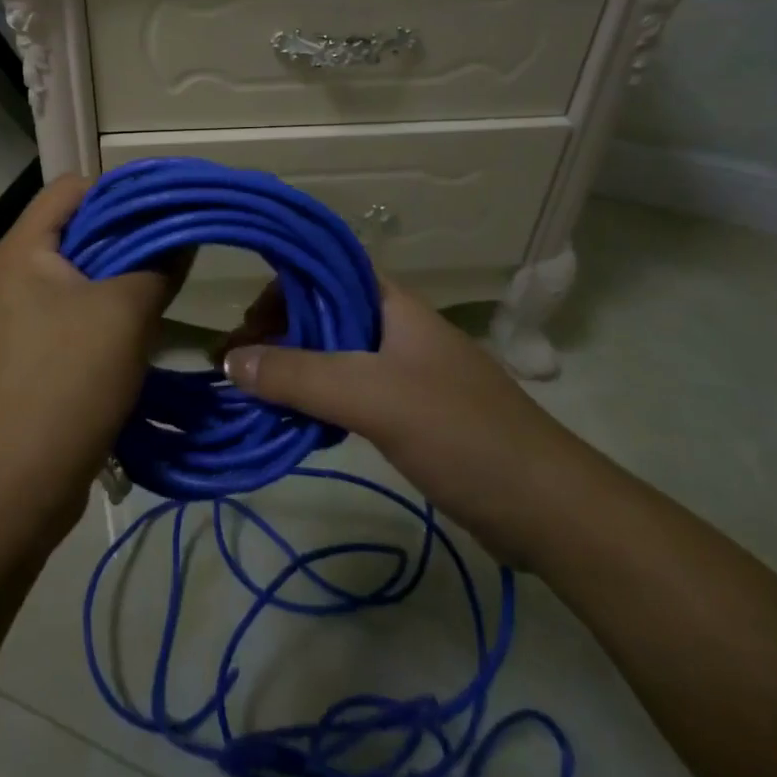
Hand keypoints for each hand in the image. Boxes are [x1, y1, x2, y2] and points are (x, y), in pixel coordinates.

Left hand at [0, 174, 181, 543]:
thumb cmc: (66, 382)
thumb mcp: (124, 315)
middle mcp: (7, 275)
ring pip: (74, 277)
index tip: (167, 211)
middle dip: (126, 238)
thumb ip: (158, 266)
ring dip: (117, 280)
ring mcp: (9, 318)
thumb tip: (182, 238)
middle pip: (73, 231)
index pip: (70, 188)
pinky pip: (66, 315)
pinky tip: (135, 333)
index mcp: (20, 250)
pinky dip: (101, 314)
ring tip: (161, 291)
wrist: (12, 486)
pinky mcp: (21, 355)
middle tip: (174, 252)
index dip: (121, 191)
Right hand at [219, 278, 579, 563]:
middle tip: (237, 370)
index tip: (243, 325)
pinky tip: (295, 422)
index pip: (324, 268)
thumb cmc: (461, 433)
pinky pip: (347, 391)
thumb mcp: (372, 397)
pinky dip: (315, 400)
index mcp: (391, 303)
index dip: (280, 285)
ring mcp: (403, 370)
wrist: (546, 507)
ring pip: (332, 354)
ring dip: (292, 368)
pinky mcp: (407, 411)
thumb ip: (299, 375)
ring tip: (254, 396)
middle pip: (322, 312)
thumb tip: (229, 361)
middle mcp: (394, 327)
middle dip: (276, 333)